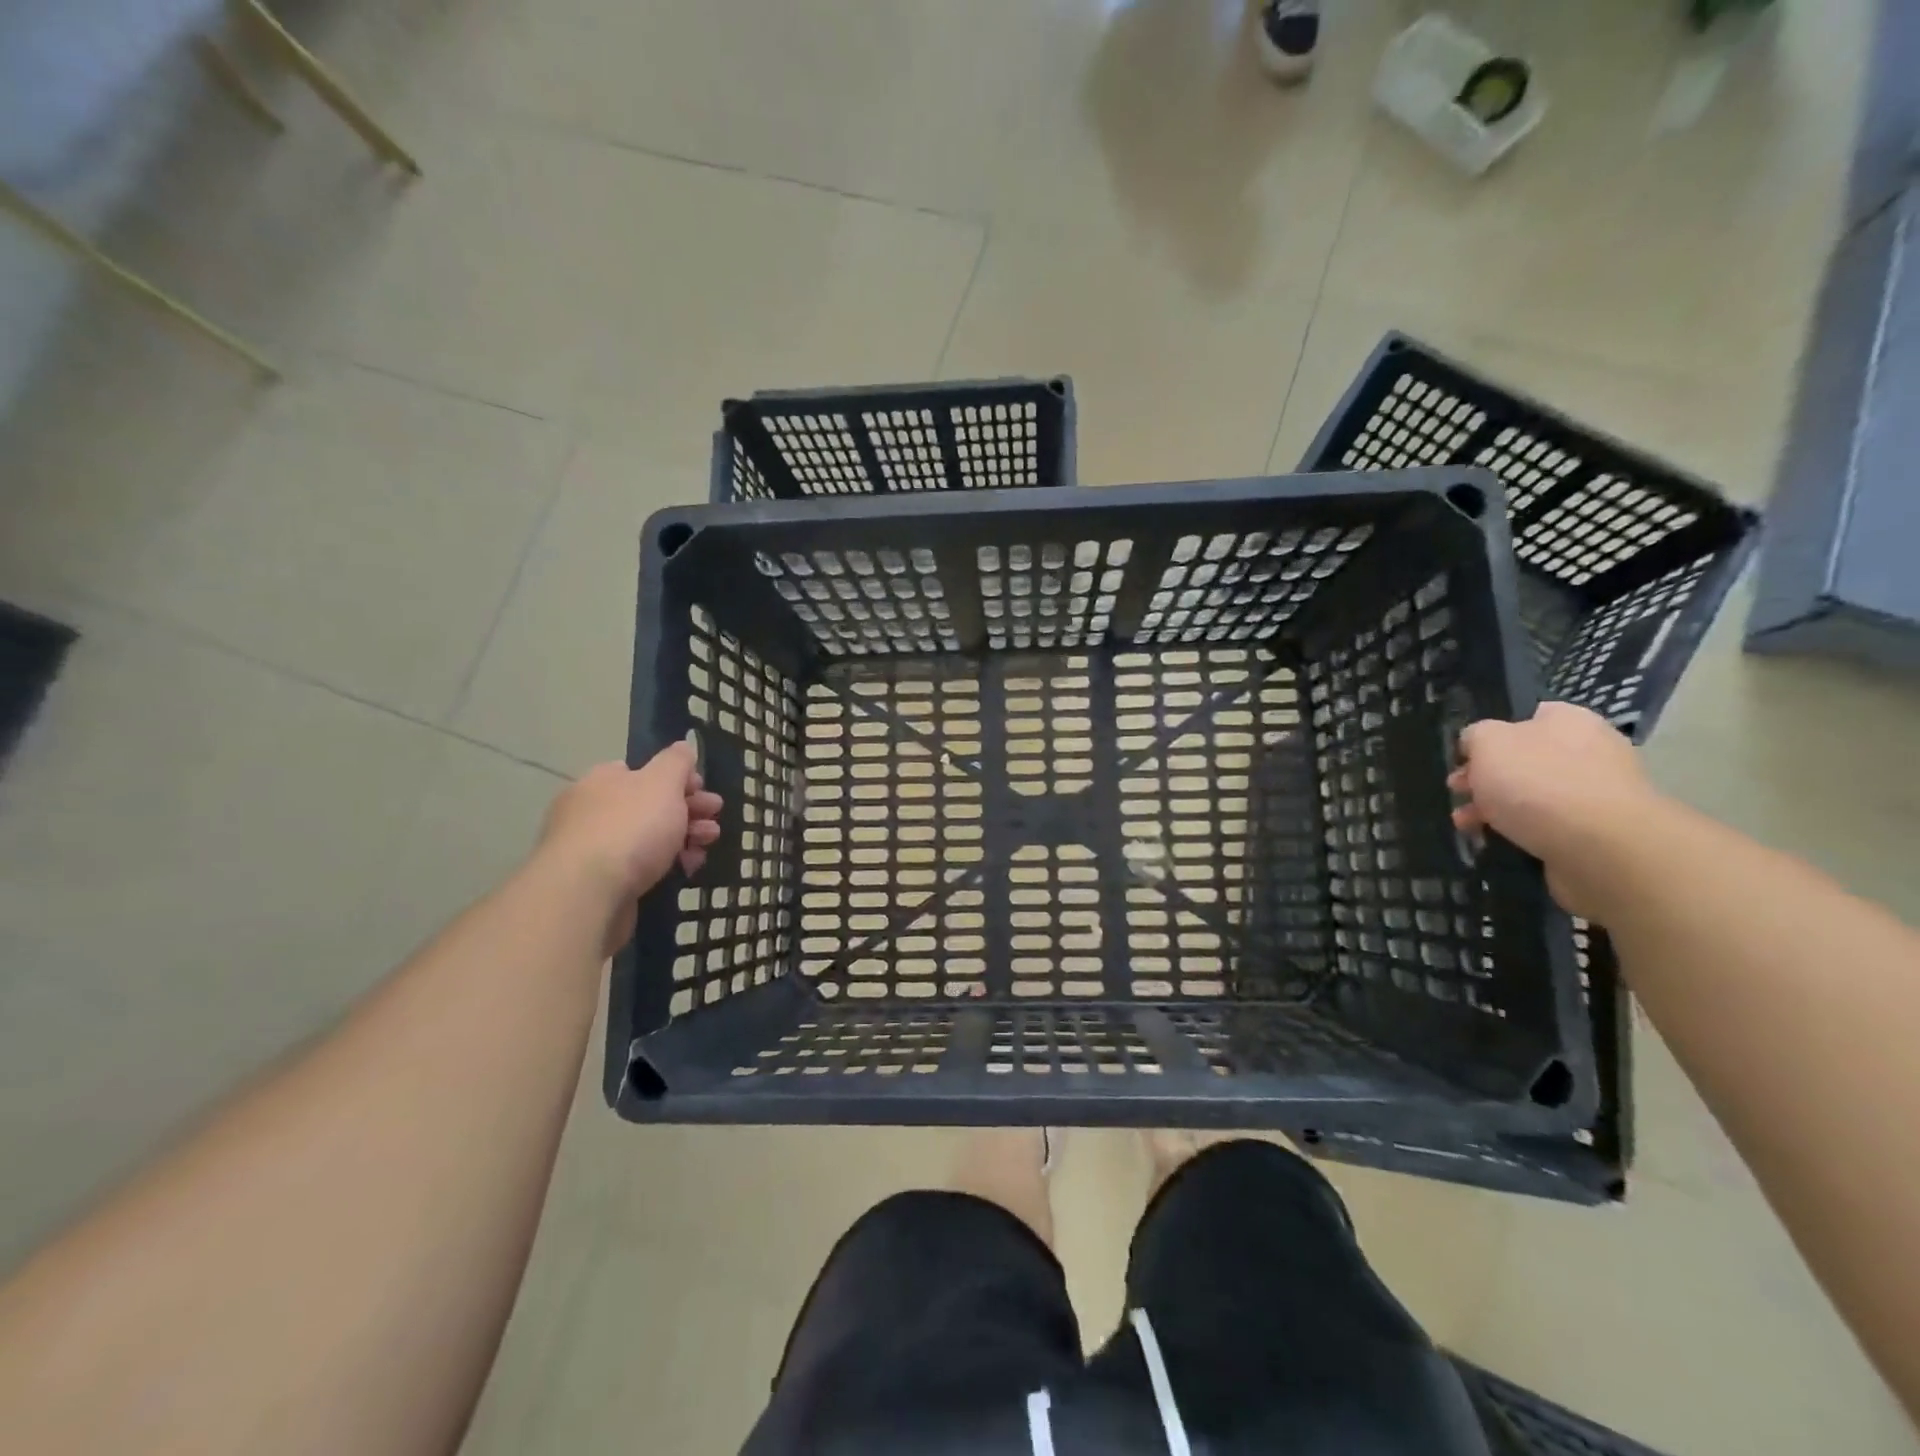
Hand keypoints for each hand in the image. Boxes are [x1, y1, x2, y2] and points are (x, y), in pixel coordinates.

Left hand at [537, 743, 722, 951]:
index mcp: (603, 781)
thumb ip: (676, 762)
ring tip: (707, 846)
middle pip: (649, 806)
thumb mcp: (662, 782)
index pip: (643, 772)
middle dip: (688, 811)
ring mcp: (594, 850)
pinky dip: (666, 866)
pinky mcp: (600, 885)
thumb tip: (683, 747)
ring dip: (683, 838)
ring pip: (648, 838)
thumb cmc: (630, 828)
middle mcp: (593, 811)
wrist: (588, 894)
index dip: (678, 779)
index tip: (704, 791)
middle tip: (715, 820)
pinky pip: (640, 868)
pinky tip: (686, 870)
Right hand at [1448, 702, 1660, 920]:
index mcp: (1568, 721)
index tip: (1464, 758)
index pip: (1525, 718)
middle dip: (1487, 778)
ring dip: (1496, 809)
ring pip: (1532, 796)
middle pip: (1525, 760)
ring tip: (1466, 825)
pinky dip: (1519, 833)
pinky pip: (1547, 827)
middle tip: (1458, 792)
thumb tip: (1477, 744)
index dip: (1489, 736)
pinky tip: (1495, 841)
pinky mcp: (1597, 833)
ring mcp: (1596, 794)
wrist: (1602, 847)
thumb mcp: (1487, 743)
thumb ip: (1475, 736)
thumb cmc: (1538, 782)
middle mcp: (1589, 751)